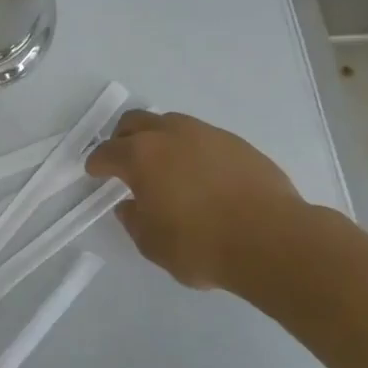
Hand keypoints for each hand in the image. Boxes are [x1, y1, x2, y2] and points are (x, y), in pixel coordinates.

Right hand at [85, 110, 304, 290]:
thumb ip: (134, 221)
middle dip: (123, 138)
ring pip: (171, 124)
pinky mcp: (237, 143)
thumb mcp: (153, 244)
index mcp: (141, 156)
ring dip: (159, 138)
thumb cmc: (201, 245)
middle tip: (123, 159)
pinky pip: (203, 137)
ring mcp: (207, 134)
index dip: (97, 163)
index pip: (107, 152)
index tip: (95, 171)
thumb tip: (130, 205)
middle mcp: (171, 135)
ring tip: (164, 165)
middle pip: (136, 122)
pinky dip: (191, 149)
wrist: (273, 240)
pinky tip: (200, 174)